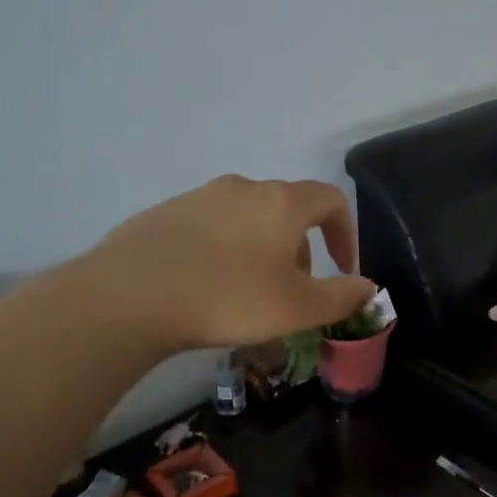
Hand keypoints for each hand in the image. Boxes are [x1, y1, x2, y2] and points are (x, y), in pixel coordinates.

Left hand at [69, 175, 376, 354]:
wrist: (128, 297)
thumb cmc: (228, 298)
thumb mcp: (297, 308)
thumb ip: (341, 297)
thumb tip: (368, 287)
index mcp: (281, 202)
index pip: (331, 200)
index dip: (346, 233)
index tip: (343, 268)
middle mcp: (243, 188)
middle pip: (288, 210)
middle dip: (301, 250)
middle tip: (292, 293)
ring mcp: (199, 197)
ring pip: (248, 219)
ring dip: (262, 251)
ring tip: (248, 295)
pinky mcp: (165, 213)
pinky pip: (211, 227)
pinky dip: (224, 251)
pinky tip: (206, 288)